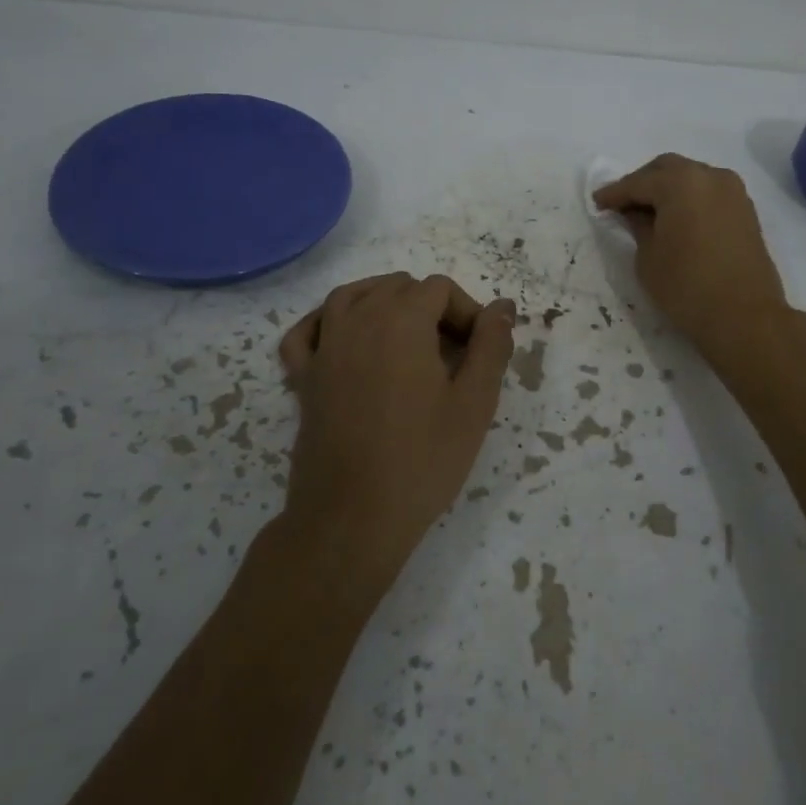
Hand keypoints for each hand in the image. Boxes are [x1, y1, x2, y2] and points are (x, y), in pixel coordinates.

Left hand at [277, 273, 515, 588]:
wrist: (353, 517)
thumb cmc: (422, 459)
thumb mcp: (474, 403)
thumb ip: (491, 346)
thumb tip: (502, 307)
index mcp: (401, 320)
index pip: (439, 288)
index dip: (468, 312)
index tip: (481, 352)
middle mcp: (357, 320)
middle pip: (397, 287)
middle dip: (431, 307)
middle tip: (455, 354)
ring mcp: (324, 347)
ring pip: (351, 296)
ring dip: (383, 302)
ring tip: (409, 335)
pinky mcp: (303, 377)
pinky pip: (307, 331)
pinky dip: (325, 322)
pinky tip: (345, 338)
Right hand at [592, 154, 789, 355]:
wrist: (745, 316)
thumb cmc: (686, 286)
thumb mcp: (648, 256)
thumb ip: (638, 226)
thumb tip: (635, 213)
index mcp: (680, 182)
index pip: (638, 182)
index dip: (614, 193)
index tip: (597, 203)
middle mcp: (709, 176)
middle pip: (667, 169)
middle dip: (642, 183)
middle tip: (622, 204)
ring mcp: (733, 191)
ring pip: (691, 177)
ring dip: (668, 188)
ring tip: (649, 212)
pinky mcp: (745, 210)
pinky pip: (709, 192)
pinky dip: (689, 198)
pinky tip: (676, 219)